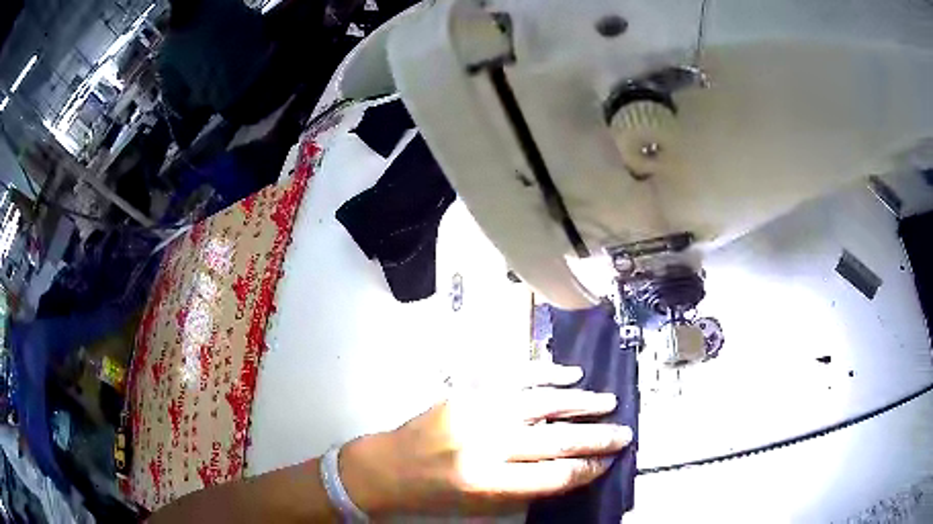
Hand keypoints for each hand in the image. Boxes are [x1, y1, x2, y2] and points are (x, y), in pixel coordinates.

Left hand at [339, 364, 631, 516]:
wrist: (386, 469)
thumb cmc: (432, 497)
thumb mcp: (480, 507)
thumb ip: (527, 490)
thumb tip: (572, 471)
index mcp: (487, 482)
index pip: (554, 475)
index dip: (587, 468)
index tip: (609, 461)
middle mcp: (485, 445)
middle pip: (555, 439)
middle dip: (596, 438)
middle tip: (624, 432)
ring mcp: (475, 412)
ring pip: (541, 402)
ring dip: (580, 402)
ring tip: (608, 402)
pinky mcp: (465, 392)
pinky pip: (512, 378)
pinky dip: (545, 374)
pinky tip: (569, 375)